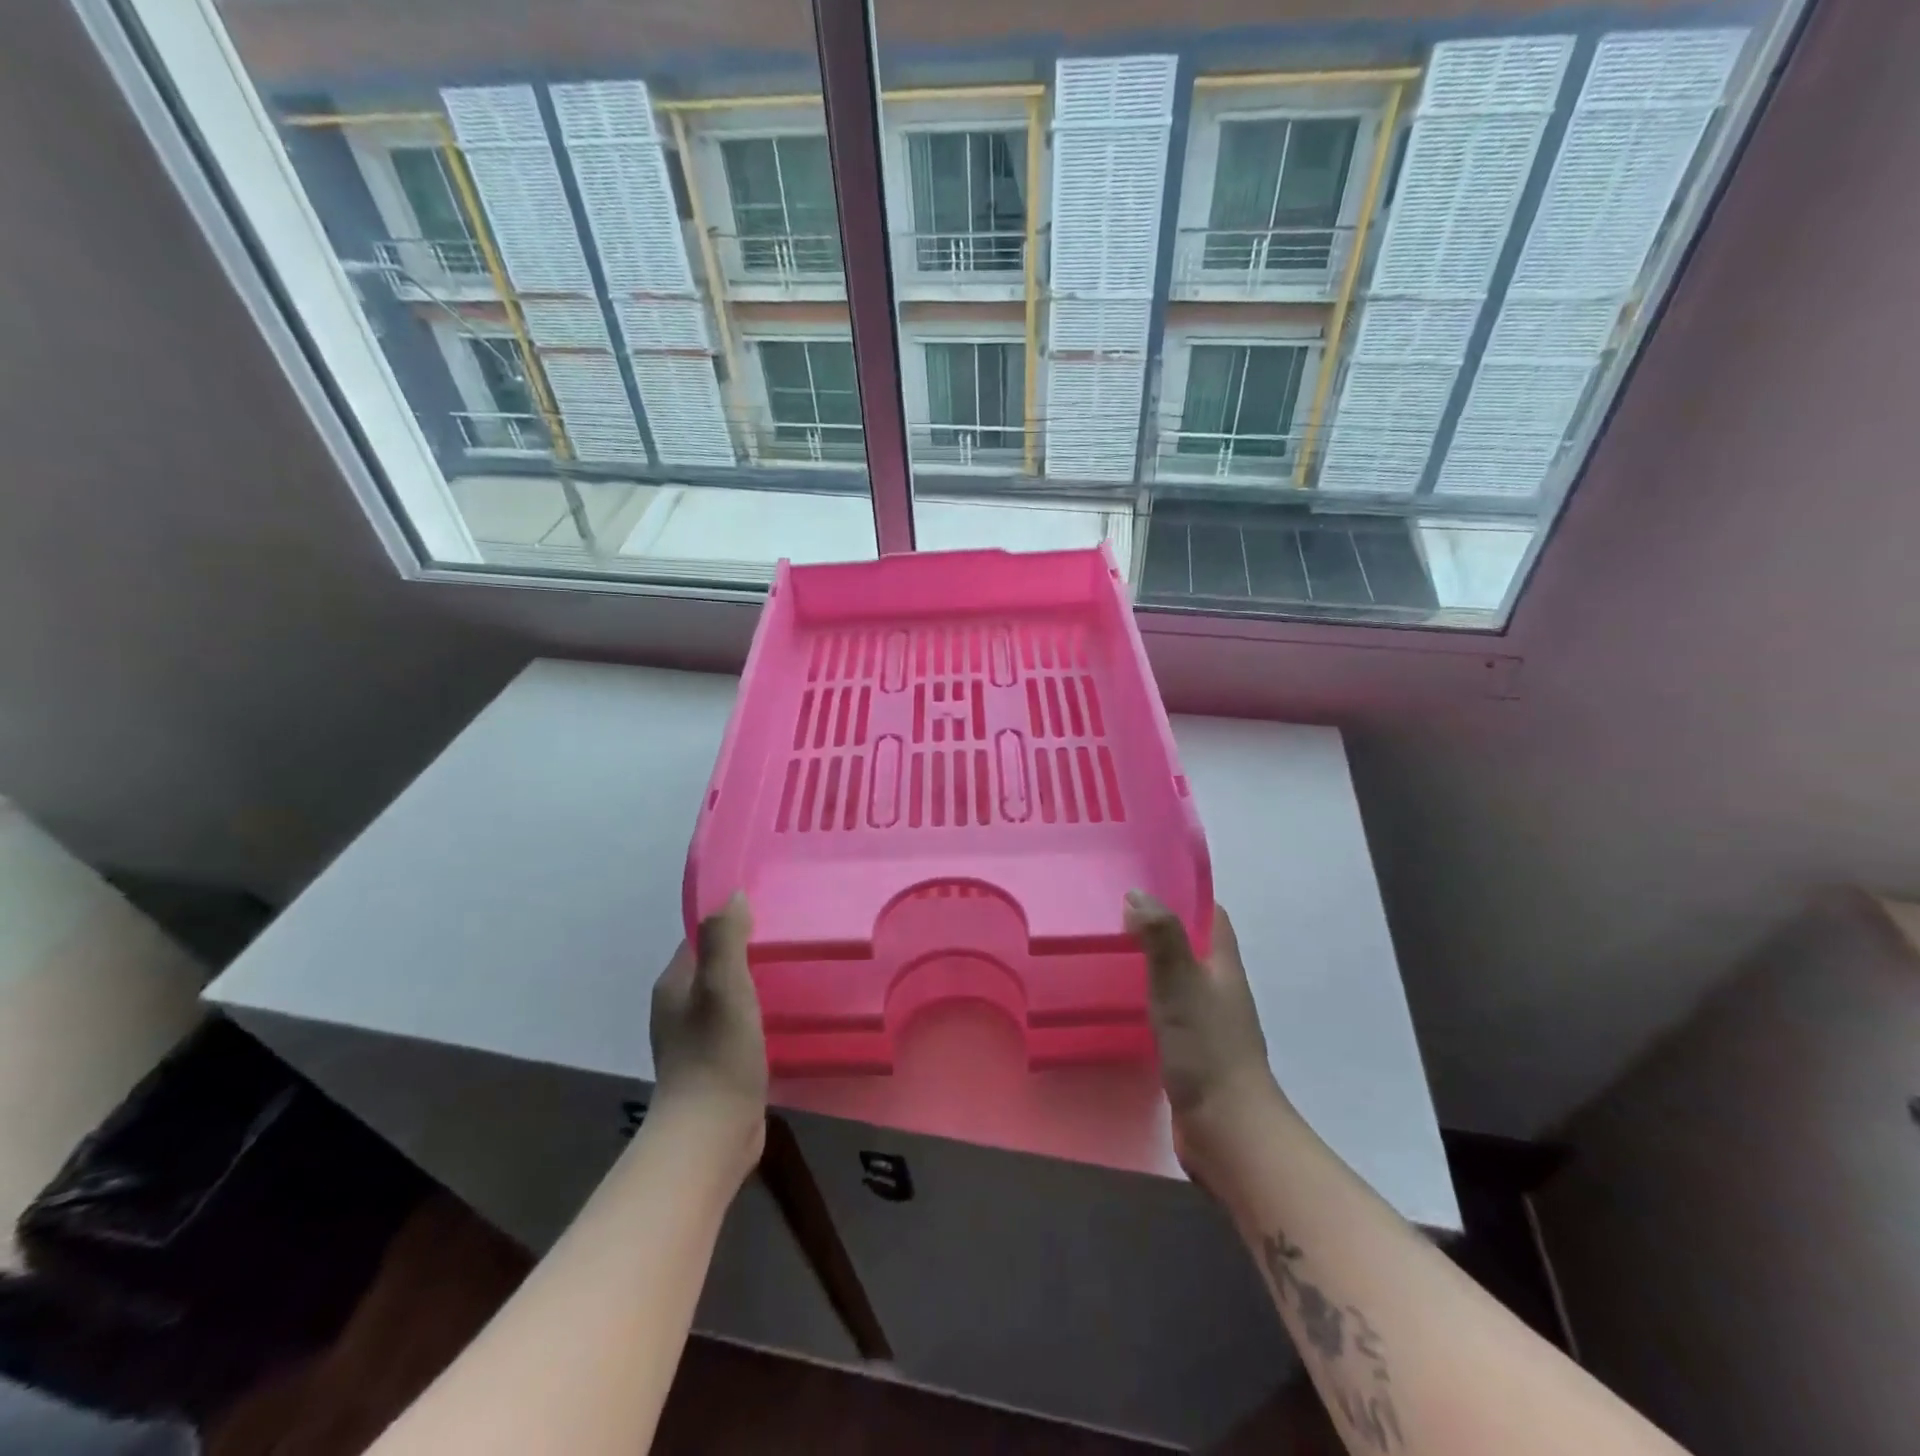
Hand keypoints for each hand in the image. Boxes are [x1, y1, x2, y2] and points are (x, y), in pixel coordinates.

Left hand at [649, 892, 766, 1183]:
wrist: (711, 1135)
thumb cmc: (717, 1053)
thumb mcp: (723, 985)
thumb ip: (726, 938)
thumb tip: (733, 894)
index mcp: (674, 985)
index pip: (701, 938)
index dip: (731, 922)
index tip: (770, 914)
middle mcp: (678, 1008)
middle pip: (716, 966)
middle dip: (748, 952)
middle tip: (791, 941)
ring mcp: (695, 1040)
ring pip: (729, 997)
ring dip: (756, 985)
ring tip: (796, 973)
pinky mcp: (716, 1065)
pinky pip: (738, 1025)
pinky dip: (758, 1015)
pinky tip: (786, 1016)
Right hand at [1125, 891, 1284, 1190]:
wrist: (1227, 1129)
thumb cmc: (1206, 1048)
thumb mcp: (1179, 984)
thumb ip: (1161, 937)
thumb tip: (1137, 894)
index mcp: (1224, 967)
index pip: (1212, 917)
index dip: (1186, 896)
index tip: (1147, 882)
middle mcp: (1220, 990)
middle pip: (1193, 946)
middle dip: (1161, 928)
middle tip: (1114, 915)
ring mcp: (1208, 1023)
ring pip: (1179, 979)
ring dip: (1152, 964)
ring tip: (1108, 952)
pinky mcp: (1192, 1051)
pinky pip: (1168, 1011)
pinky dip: (1147, 999)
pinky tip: (1119, 1003)